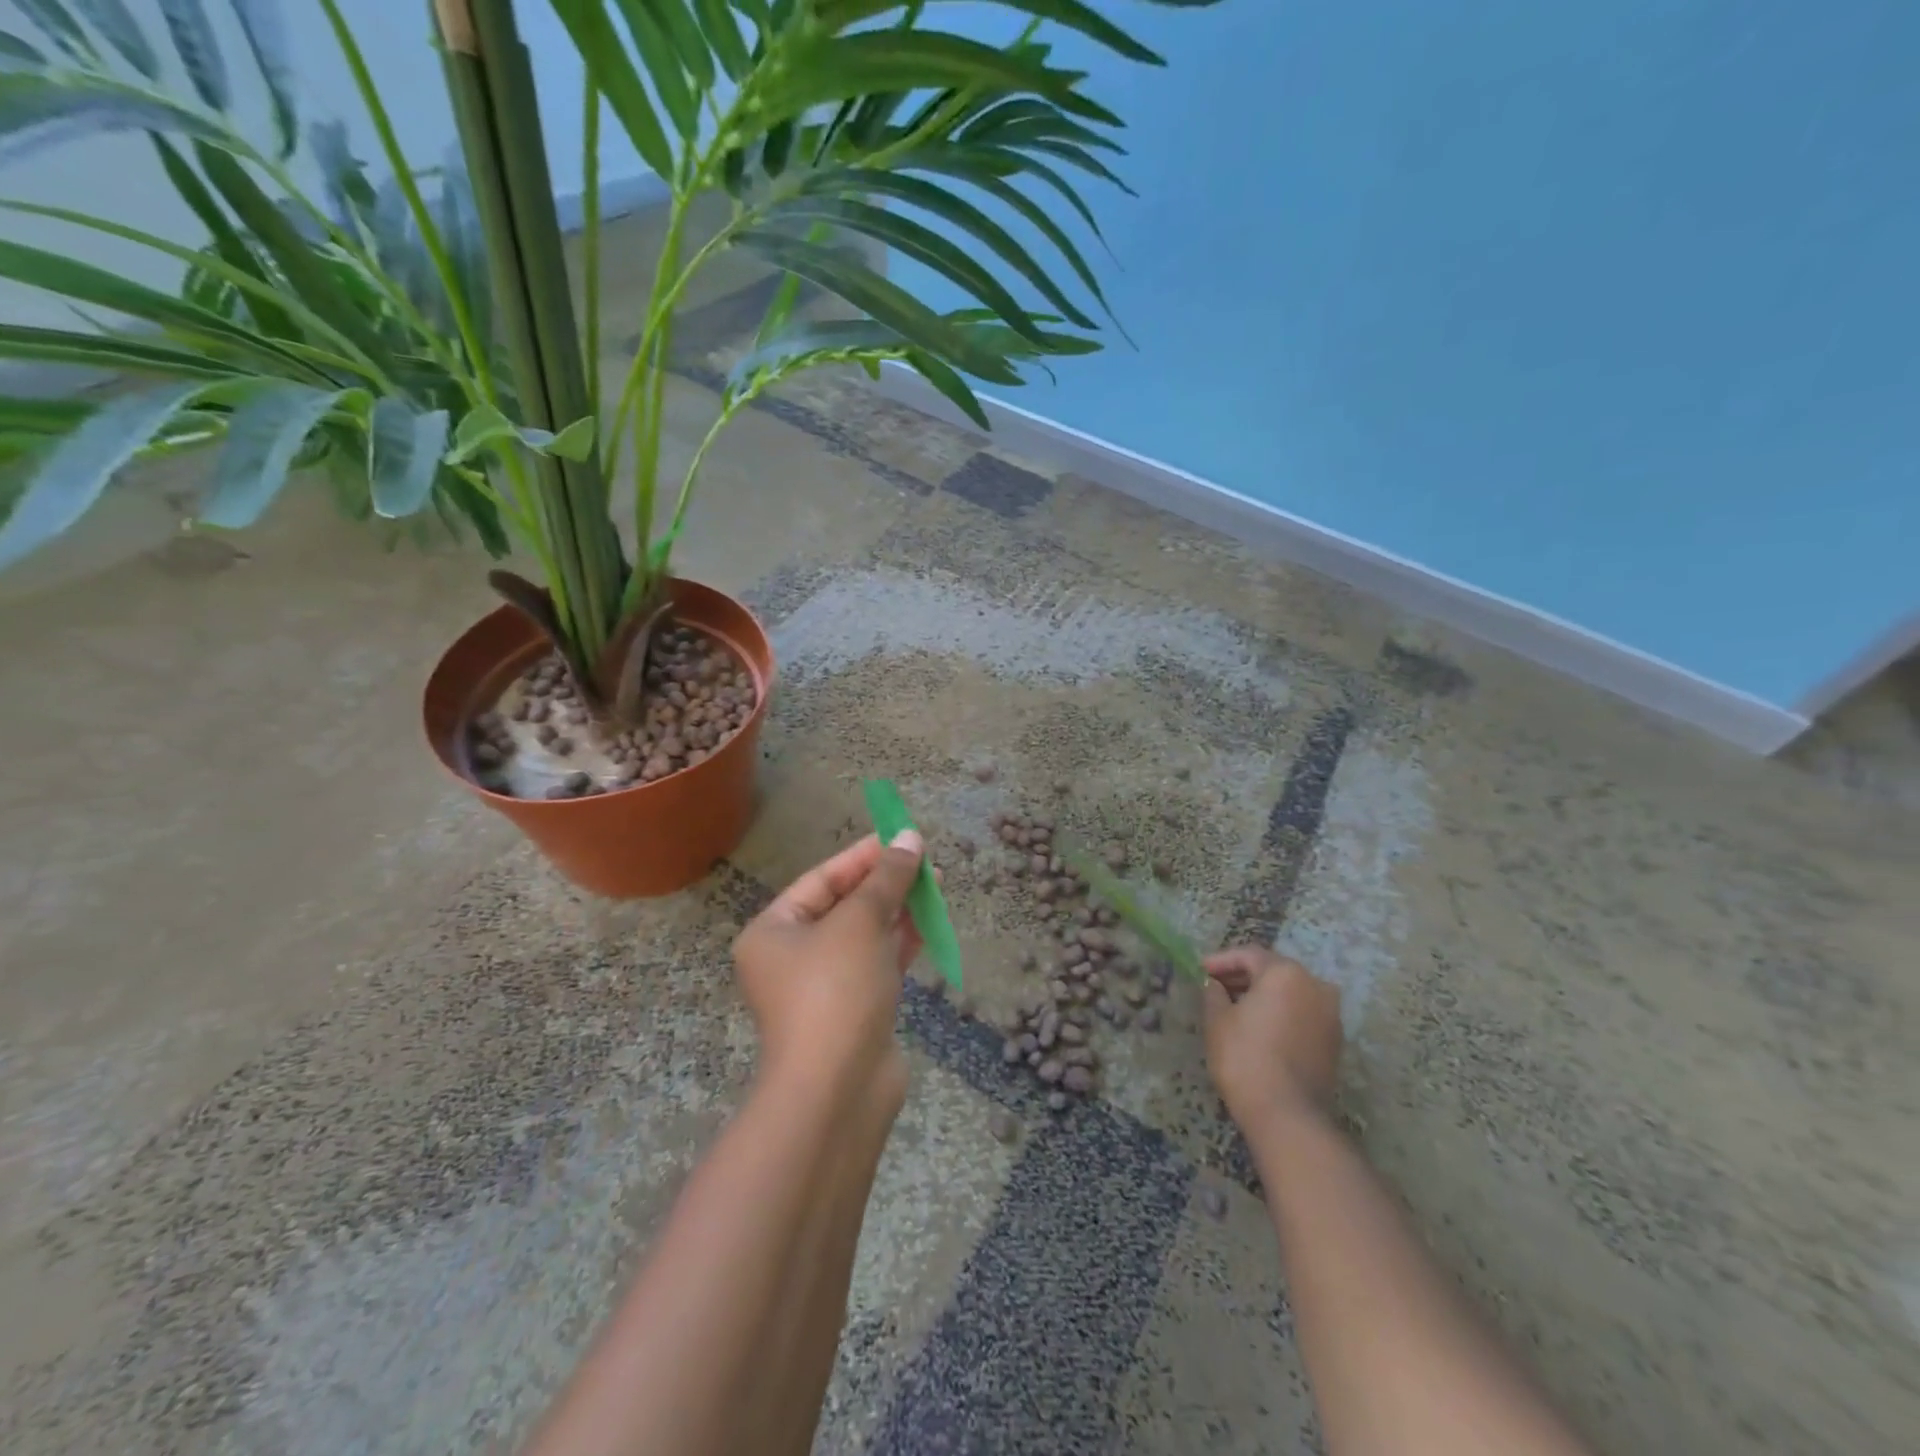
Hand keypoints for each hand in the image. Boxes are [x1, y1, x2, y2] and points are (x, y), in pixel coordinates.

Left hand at [733, 831, 926, 1110]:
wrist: (839, 1090)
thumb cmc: (835, 990)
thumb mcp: (860, 922)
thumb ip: (887, 878)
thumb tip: (911, 838)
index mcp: (774, 931)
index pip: (822, 880)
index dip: (863, 856)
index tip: (902, 837)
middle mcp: (793, 957)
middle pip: (844, 905)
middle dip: (885, 883)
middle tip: (925, 862)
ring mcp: (825, 987)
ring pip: (865, 935)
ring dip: (898, 910)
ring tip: (936, 886)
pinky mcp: (854, 1010)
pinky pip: (878, 963)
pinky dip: (902, 943)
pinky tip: (929, 923)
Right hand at [1203, 946, 1342, 1127]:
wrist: (1287, 1115)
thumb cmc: (1245, 1058)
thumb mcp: (1217, 1020)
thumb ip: (1214, 992)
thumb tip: (1215, 985)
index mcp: (1286, 973)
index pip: (1249, 955)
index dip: (1221, 961)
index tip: (1201, 971)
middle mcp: (1315, 986)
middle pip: (1274, 971)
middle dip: (1243, 976)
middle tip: (1216, 986)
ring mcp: (1330, 1014)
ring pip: (1291, 993)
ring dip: (1264, 995)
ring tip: (1235, 1007)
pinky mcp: (1334, 1041)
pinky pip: (1302, 1013)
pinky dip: (1281, 1013)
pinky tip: (1259, 1026)